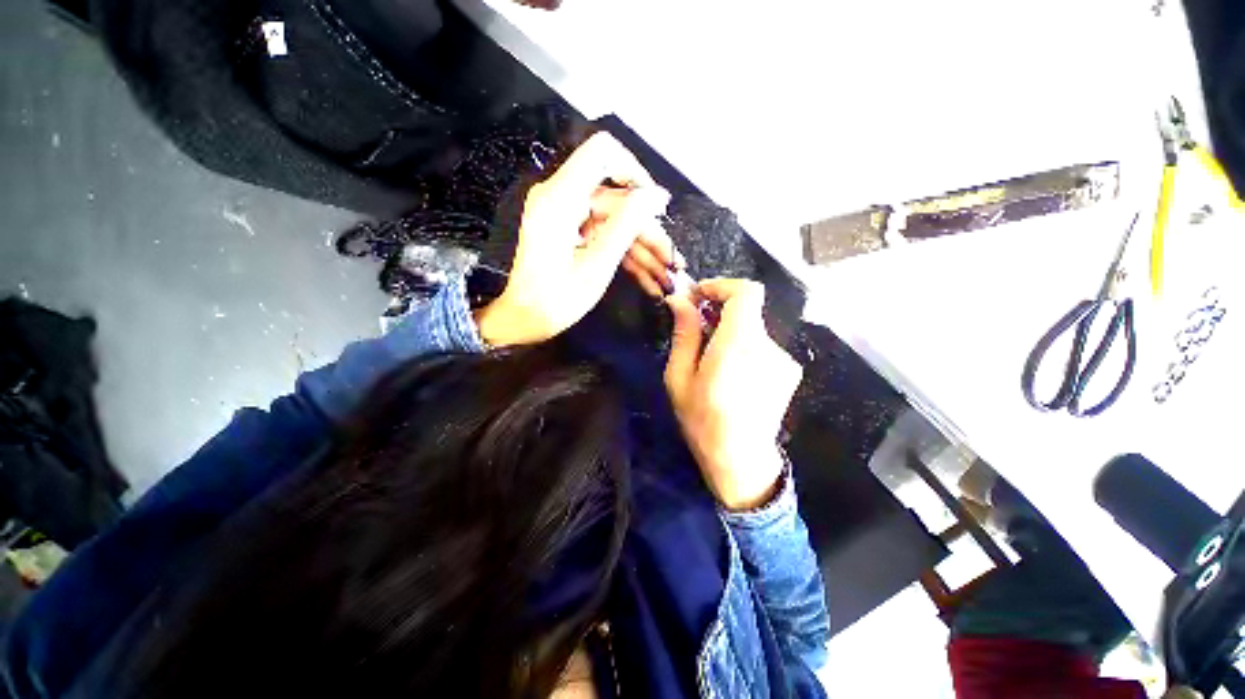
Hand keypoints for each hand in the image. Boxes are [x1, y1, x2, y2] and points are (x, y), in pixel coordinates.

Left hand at [474, 133, 670, 346]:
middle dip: (647, 232)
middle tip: (672, 263)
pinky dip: (625, 254)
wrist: (523, 321)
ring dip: (642, 248)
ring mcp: (567, 216)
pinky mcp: (570, 232)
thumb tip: (656, 194)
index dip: (635, 171)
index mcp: (561, 197)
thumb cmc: (555, 300)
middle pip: (617, 200)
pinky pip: (605, 235)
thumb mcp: (596, 265)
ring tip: (665, 277)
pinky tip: (648, 278)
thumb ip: (626, 225)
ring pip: (615, 221)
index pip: (603, 153)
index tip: (656, 206)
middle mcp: (562, 198)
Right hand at [664, 279, 802, 510]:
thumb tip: (679, 300)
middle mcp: (769, 346)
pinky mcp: (789, 371)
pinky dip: (744, 348)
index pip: (746, 292)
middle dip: (719, 312)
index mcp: (739, 344)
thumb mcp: (679, 377)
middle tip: (696, 330)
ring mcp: (784, 359)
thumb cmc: (702, 421)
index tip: (699, 296)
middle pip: (747, 310)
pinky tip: (731, 376)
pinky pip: (762, 346)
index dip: (722, 286)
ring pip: (753, 329)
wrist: (740, 461)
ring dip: (730, 334)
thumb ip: (684, 334)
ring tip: (711, 361)